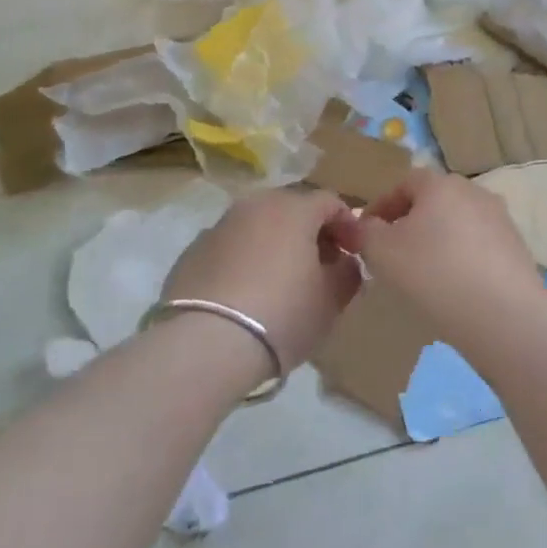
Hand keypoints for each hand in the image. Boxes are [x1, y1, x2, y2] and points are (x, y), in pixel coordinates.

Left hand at [162, 189, 360, 370]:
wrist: (205, 345)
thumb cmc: (282, 315)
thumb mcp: (331, 299)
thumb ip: (347, 272)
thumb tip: (343, 262)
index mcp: (293, 208)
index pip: (331, 202)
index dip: (348, 226)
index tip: (354, 255)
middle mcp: (255, 205)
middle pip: (292, 209)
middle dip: (311, 232)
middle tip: (320, 265)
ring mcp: (219, 226)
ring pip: (258, 226)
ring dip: (276, 244)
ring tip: (282, 281)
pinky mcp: (191, 252)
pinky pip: (231, 248)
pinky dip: (245, 260)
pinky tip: (246, 294)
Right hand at [327, 169, 546, 341]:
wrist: (503, 316)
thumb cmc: (434, 274)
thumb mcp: (382, 253)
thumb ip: (364, 232)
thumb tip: (360, 224)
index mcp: (441, 184)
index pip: (404, 183)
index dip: (381, 206)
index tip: (365, 234)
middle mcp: (474, 192)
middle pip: (433, 202)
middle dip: (409, 223)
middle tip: (391, 254)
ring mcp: (500, 219)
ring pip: (456, 225)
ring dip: (436, 242)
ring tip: (421, 275)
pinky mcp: (516, 249)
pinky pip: (477, 247)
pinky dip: (460, 260)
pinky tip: (452, 289)